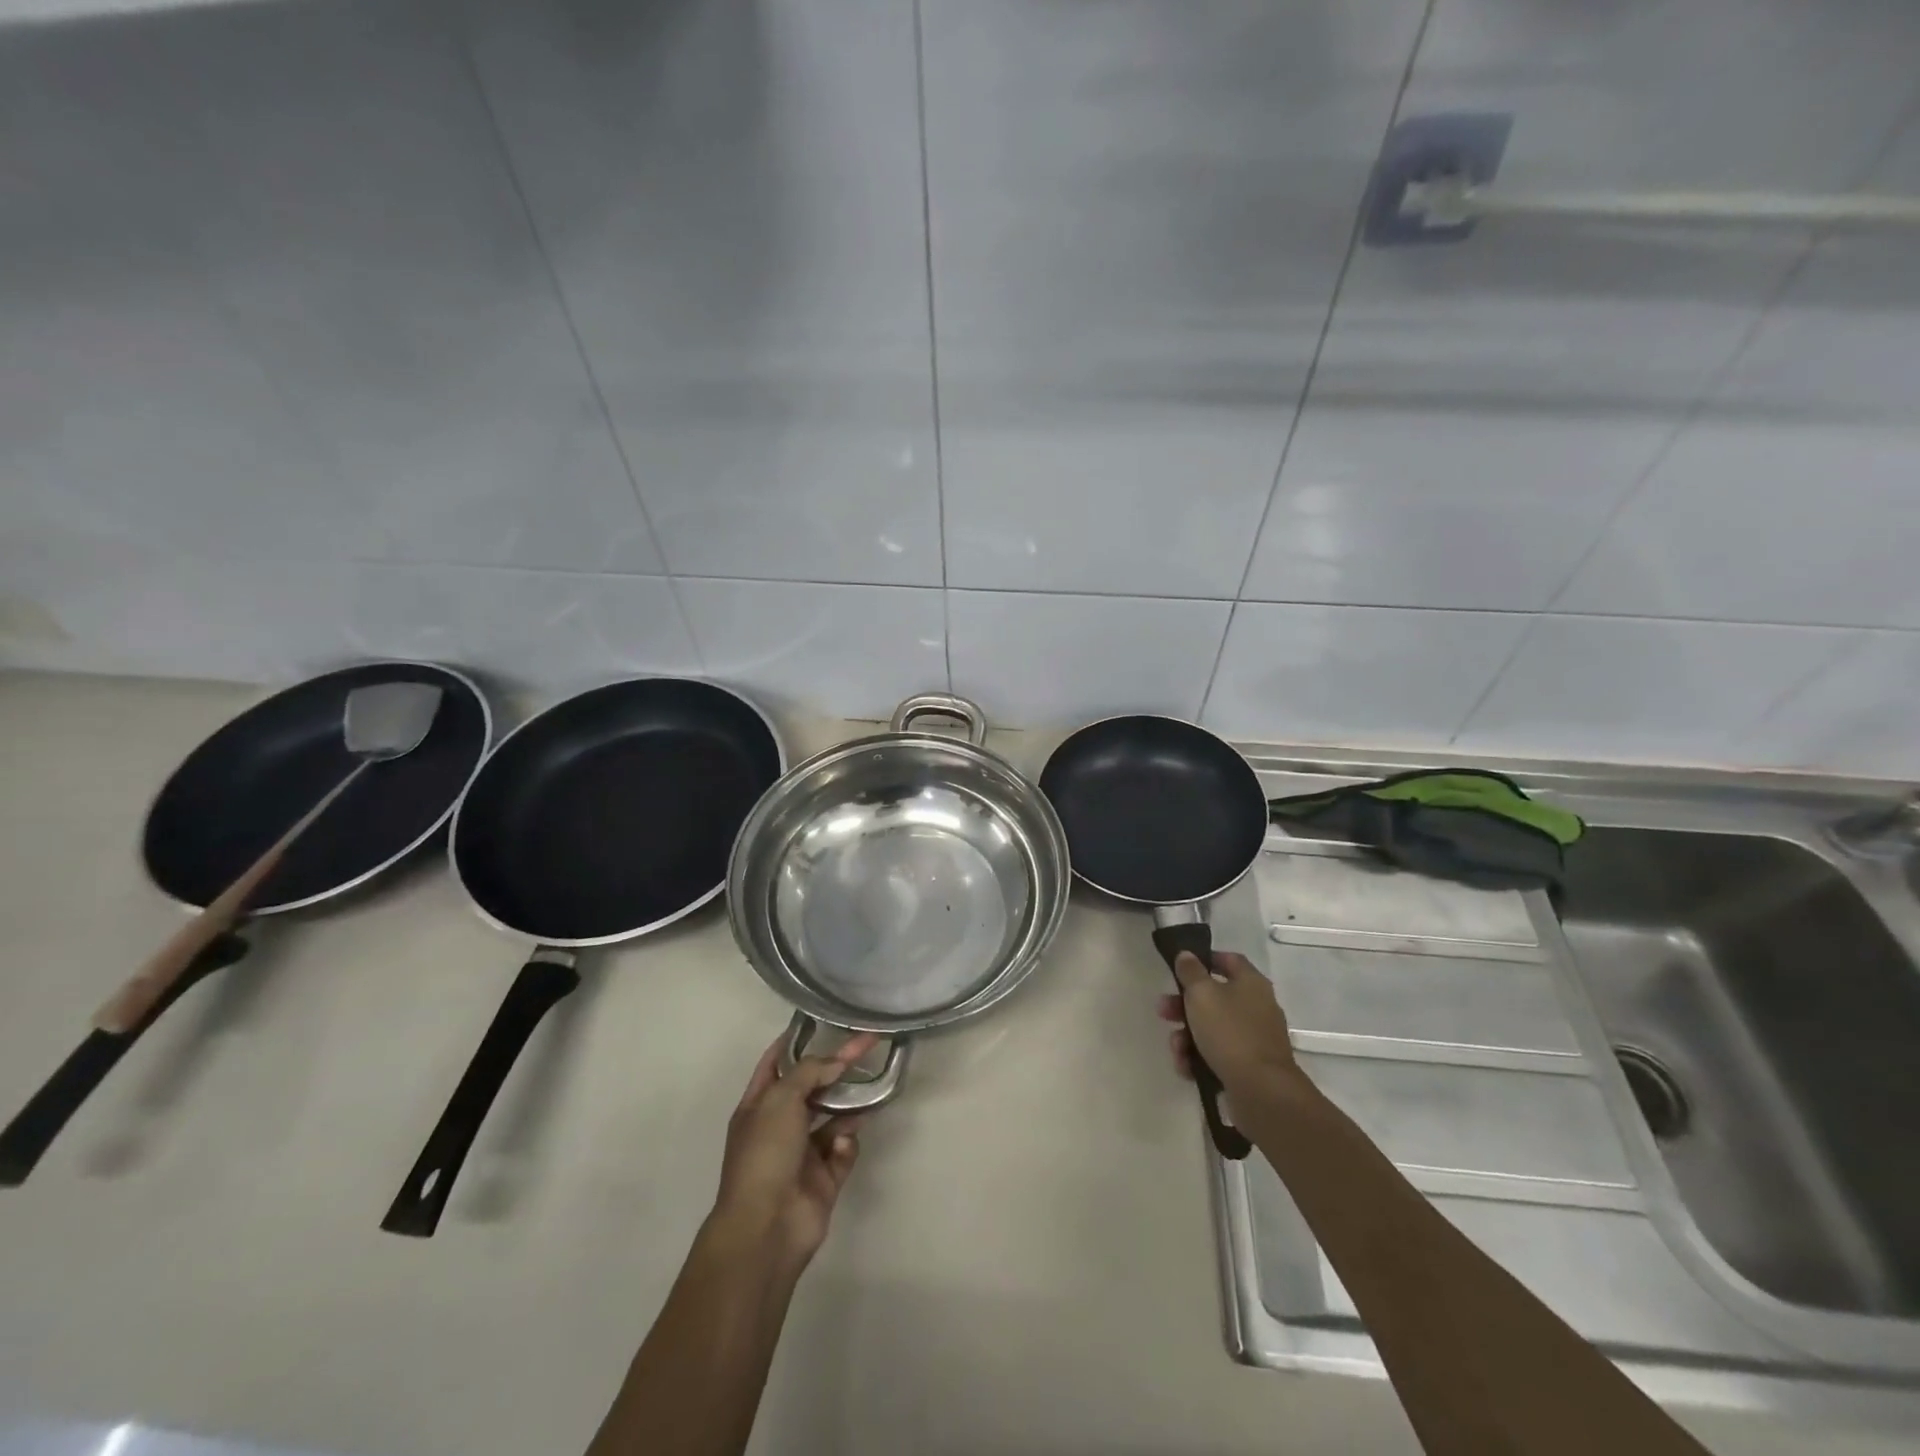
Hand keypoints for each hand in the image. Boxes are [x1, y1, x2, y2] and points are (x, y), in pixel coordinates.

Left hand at [708, 1031, 877, 1273]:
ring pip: (834, 1118)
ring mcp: (802, 1153)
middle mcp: (780, 1126)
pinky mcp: (824, 1178)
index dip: (793, 1042)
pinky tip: (844, 1146)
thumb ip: (811, 1072)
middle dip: (837, 1068)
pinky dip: (847, 1145)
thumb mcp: (781, 1099)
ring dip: (850, 1105)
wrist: (767, 1227)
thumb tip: (837, 1062)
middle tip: (868, 1045)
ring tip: (871, 1088)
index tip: (818, 1022)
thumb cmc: (765, 1154)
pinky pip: (843, 1151)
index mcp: (759, 1106)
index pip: (775, 1064)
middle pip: (814, 1087)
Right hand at [1158, 950, 1298, 1097]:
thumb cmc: (1230, 1032)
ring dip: (1187, 1036)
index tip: (1181, 966)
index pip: (1229, 960)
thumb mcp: (1202, 994)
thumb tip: (1187, 955)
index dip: (1205, 959)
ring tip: (1176, 1049)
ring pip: (1212, 1029)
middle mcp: (1256, 1008)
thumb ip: (1190, 972)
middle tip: (1163, 1010)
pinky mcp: (1248, 1067)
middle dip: (1183, 1005)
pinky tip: (1186, 1067)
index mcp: (1251, 984)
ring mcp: (1254, 1039)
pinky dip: (1199, 1058)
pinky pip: (1218, 1055)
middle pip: (1214, 997)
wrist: (1262, 1091)